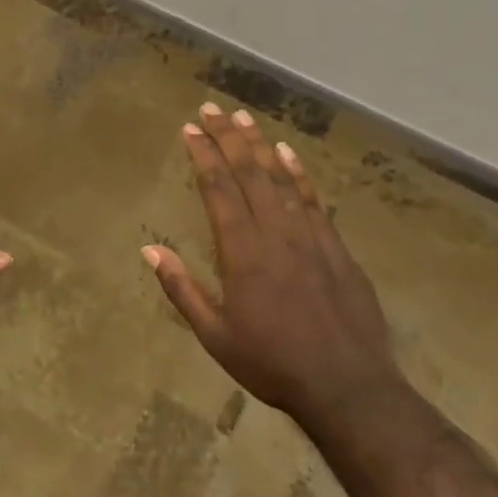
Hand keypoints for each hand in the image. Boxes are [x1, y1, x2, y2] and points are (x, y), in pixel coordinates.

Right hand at [143, 103, 403, 425]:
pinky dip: (300, 174)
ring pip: (281, 179)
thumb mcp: (215, 334)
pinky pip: (314, 200)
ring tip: (244, 119)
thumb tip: (149, 249)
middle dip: (227, 138)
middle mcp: (275, 233)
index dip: (203, 156)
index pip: (218, 190)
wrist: (347, 388)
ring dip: (260, 146)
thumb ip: (181, 289)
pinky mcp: (336, 247)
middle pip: (249, 174)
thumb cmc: (272, 363)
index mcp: (242, 252)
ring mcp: (310, 237)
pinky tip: (289, 154)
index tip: (189, 129)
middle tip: (211, 109)